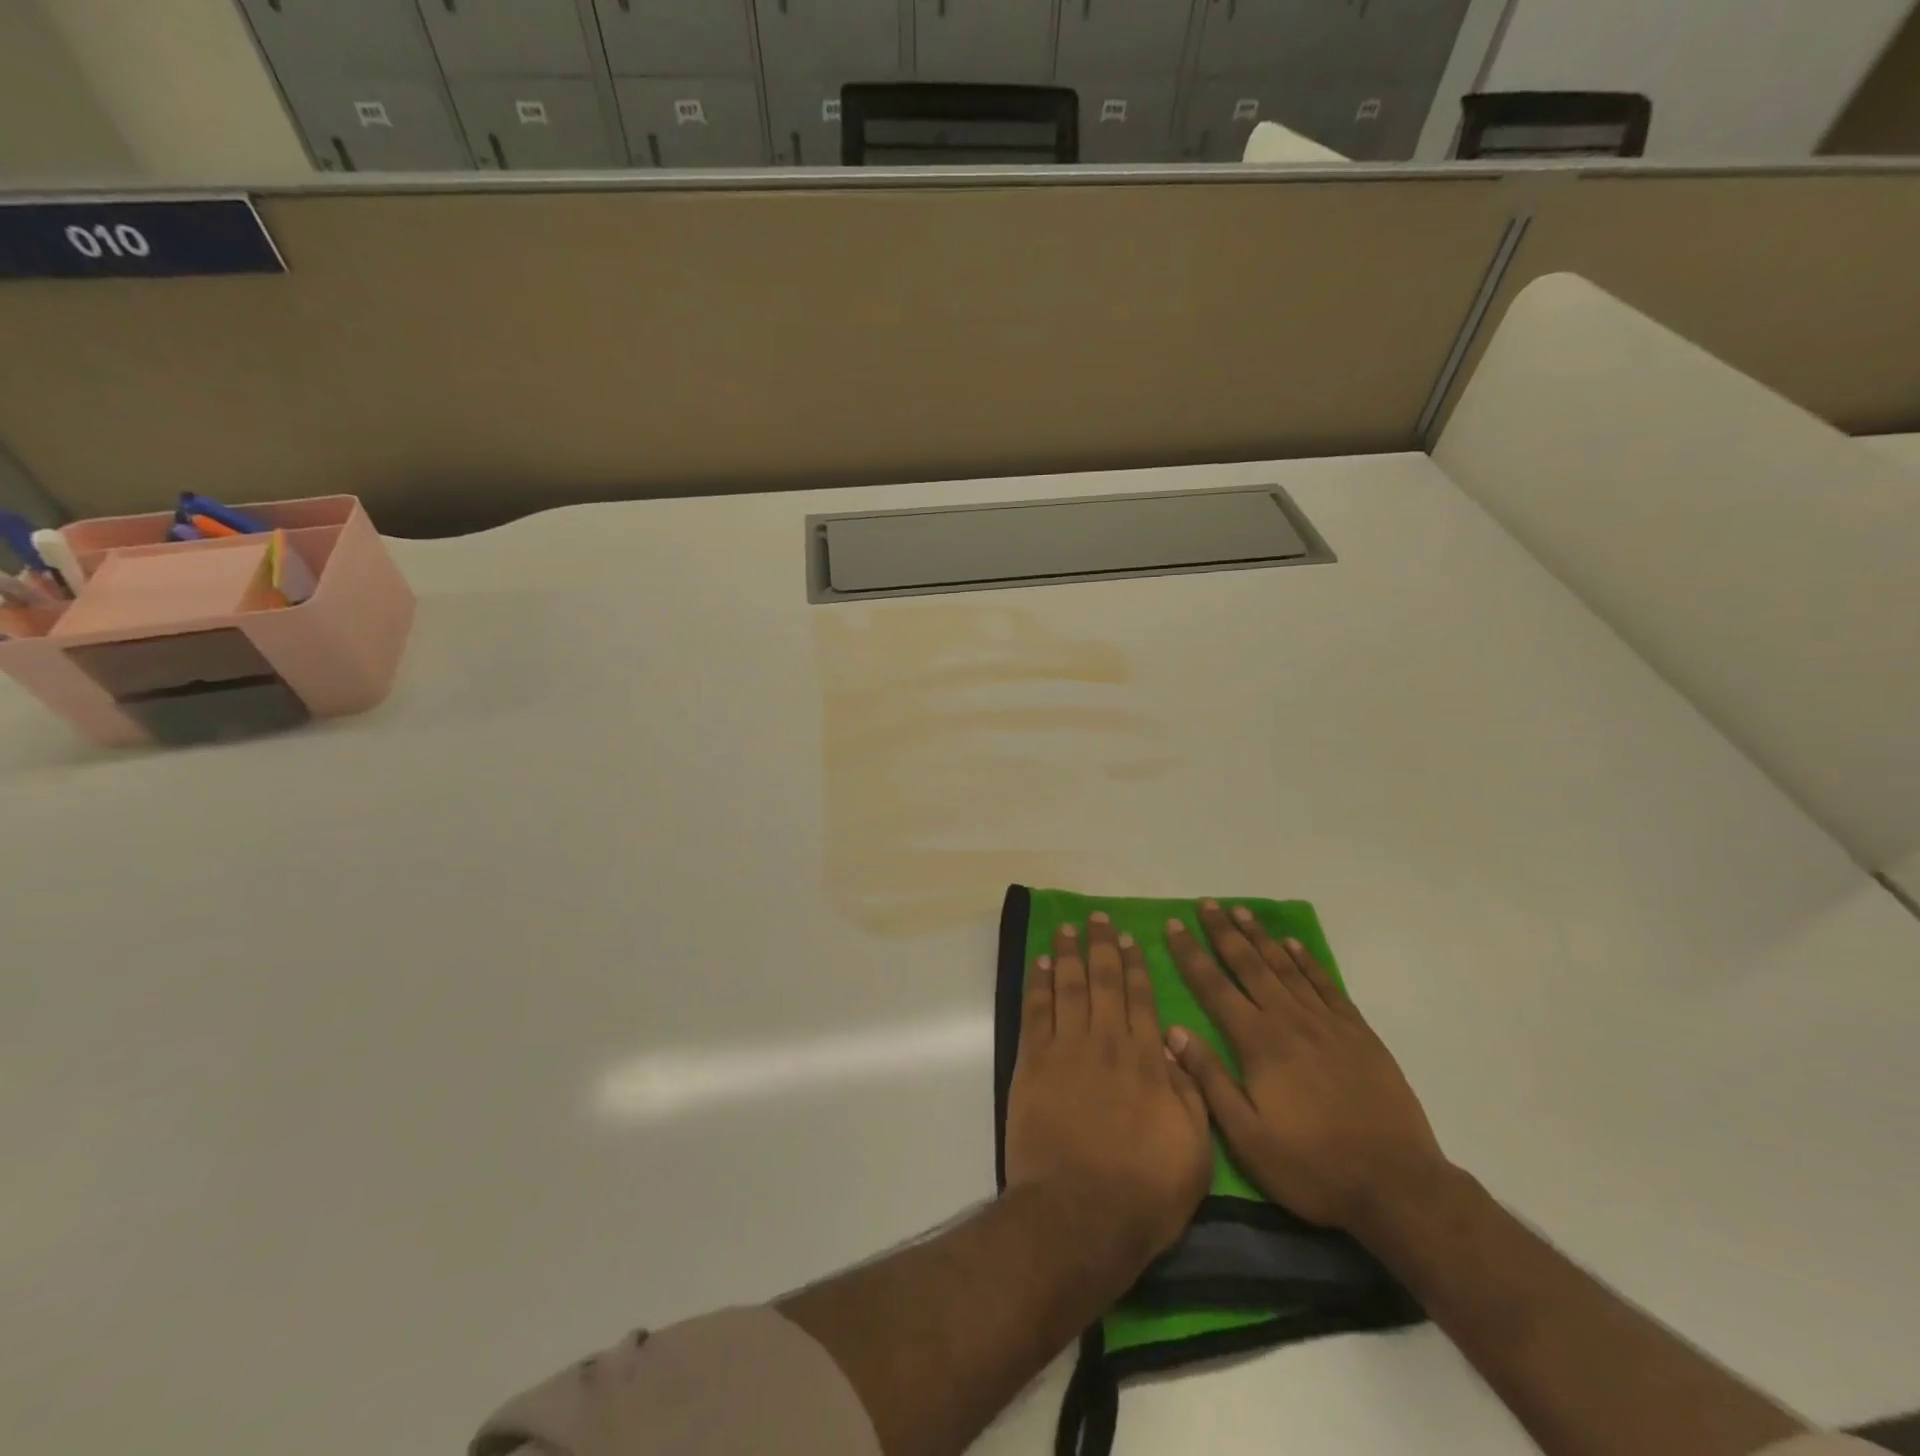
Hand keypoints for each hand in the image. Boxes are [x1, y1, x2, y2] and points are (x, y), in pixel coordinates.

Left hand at [1004, 914, 1212, 1259]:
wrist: (1080, 1215)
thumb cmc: (1144, 1191)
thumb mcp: (1194, 1150)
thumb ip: (1189, 1092)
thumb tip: (1176, 1046)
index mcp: (1147, 1060)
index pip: (1141, 999)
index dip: (1135, 966)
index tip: (1130, 939)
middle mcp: (1107, 1042)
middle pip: (1103, 981)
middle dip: (1102, 946)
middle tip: (1098, 919)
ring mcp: (1066, 1049)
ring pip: (1068, 986)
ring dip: (1069, 953)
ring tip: (1068, 927)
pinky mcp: (1033, 1062)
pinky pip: (1036, 1011)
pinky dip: (1039, 984)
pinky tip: (1041, 963)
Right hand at [1163, 901, 1448, 1232]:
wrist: (1397, 1185)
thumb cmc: (1312, 1166)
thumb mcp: (1247, 1137)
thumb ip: (1210, 1080)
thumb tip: (1173, 1031)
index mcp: (1258, 1043)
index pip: (1214, 987)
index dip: (1191, 954)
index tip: (1174, 925)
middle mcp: (1289, 1020)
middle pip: (1249, 965)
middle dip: (1223, 932)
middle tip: (1206, 904)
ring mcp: (1327, 1023)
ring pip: (1285, 967)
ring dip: (1260, 937)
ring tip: (1241, 911)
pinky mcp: (1358, 1033)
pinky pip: (1326, 985)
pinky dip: (1307, 961)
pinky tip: (1293, 944)